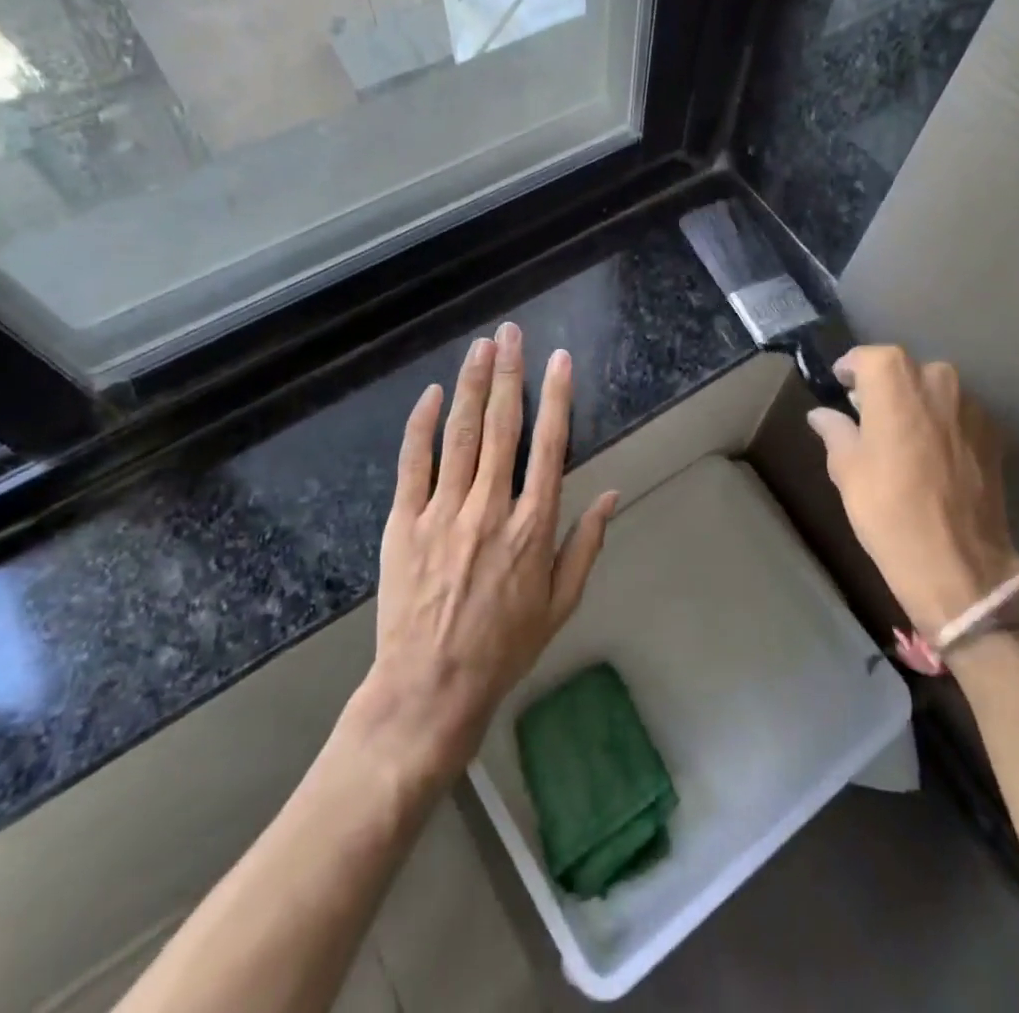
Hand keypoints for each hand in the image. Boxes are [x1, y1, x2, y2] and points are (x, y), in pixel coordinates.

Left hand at [361, 322, 616, 777]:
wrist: (431, 687)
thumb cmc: (504, 647)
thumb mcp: (561, 603)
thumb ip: (586, 544)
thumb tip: (612, 494)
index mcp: (533, 526)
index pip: (550, 446)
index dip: (557, 397)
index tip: (559, 360)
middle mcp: (491, 507)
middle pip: (502, 426)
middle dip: (508, 373)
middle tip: (510, 332)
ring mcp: (444, 512)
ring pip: (460, 433)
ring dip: (471, 385)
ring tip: (480, 346)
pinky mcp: (405, 521)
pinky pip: (414, 462)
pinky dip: (423, 424)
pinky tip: (432, 393)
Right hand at [805, 345, 1018, 638]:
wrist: (959, 563)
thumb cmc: (888, 509)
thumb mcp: (847, 469)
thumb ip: (835, 431)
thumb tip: (822, 415)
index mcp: (895, 380)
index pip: (868, 357)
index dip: (852, 369)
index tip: (840, 386)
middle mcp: (938, 379)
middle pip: (905, 370)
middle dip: (885, 386)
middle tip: (867, 415)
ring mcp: (971, 406)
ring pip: (935, 391)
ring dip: (916, 404)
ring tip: (901, 437)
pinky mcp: (994, 434)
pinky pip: (958, 415)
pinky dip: (941, 424)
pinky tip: (931, 456)